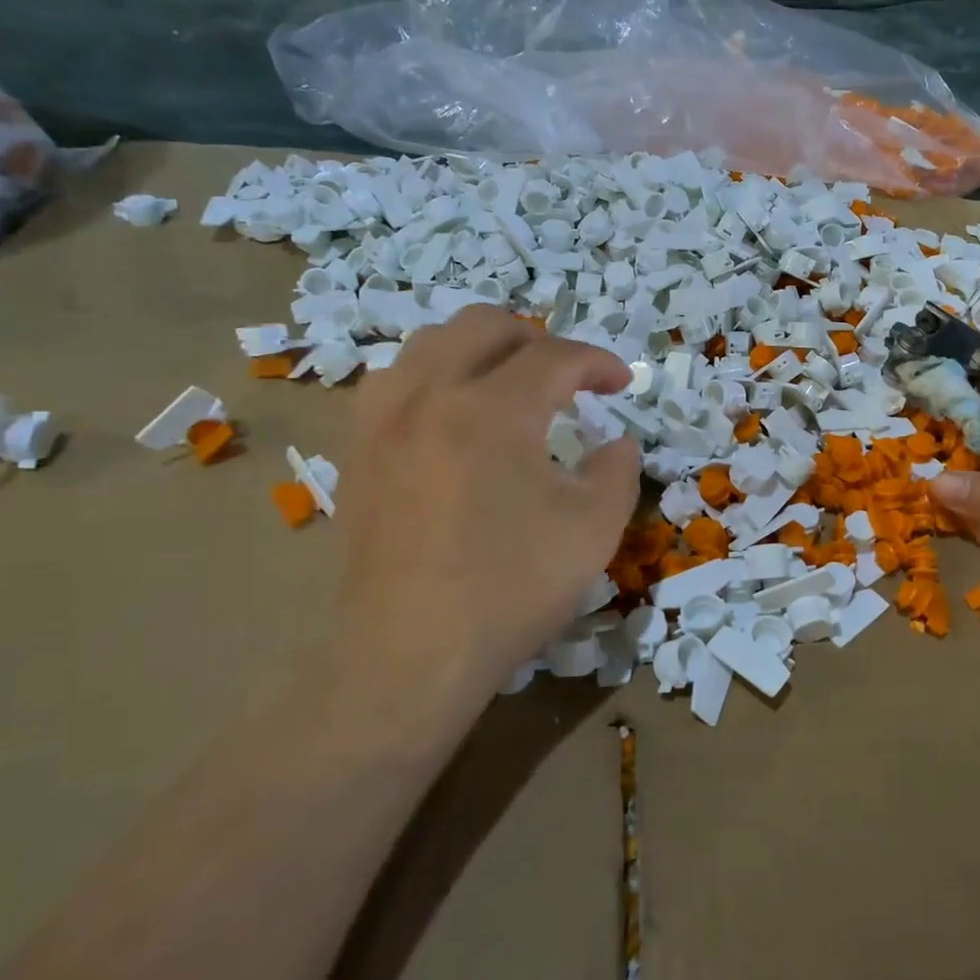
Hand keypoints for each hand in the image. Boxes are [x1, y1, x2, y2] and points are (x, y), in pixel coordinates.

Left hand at [332, 307, 640, 703]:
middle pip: (484, 326)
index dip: (598, 363)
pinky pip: (394, 382)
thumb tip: (617, 441)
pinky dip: (433, 378)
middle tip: (567, 377)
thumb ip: (618, 469)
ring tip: (508, 385)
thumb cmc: (511, 588)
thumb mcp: (594, 528)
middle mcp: (430, 395)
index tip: (621, 384)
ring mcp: (383, 421)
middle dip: (537, 340)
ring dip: (480, 350)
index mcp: (493, 410)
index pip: (555, 356)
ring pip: (429, 343)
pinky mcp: (358, 452)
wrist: (412, 653)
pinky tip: (451, 415)